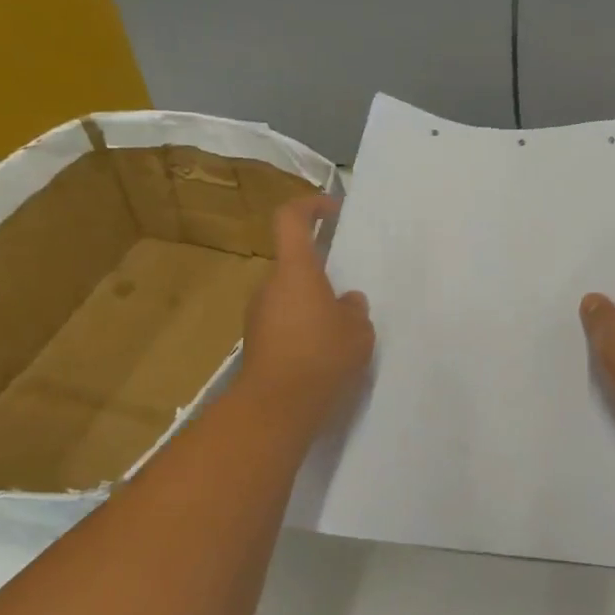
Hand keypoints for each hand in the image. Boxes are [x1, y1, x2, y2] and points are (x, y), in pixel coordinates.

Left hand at [239, 195, 374, 426]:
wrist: (275, 408)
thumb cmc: (321, 357)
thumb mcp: (357, 332)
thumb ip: (355, 310)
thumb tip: (347, 301)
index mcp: (296, 271)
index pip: (292, 219)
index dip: (310, 206)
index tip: (333, 210)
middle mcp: (271, 286)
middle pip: (294, 265)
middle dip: (322, 276)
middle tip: (350, 300)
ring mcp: (258, 316)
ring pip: (290, 297)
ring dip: (313, 307)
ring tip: (342, 335)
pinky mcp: (257, 343)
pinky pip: (284, 324)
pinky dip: (303, 331)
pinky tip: (324, 357)